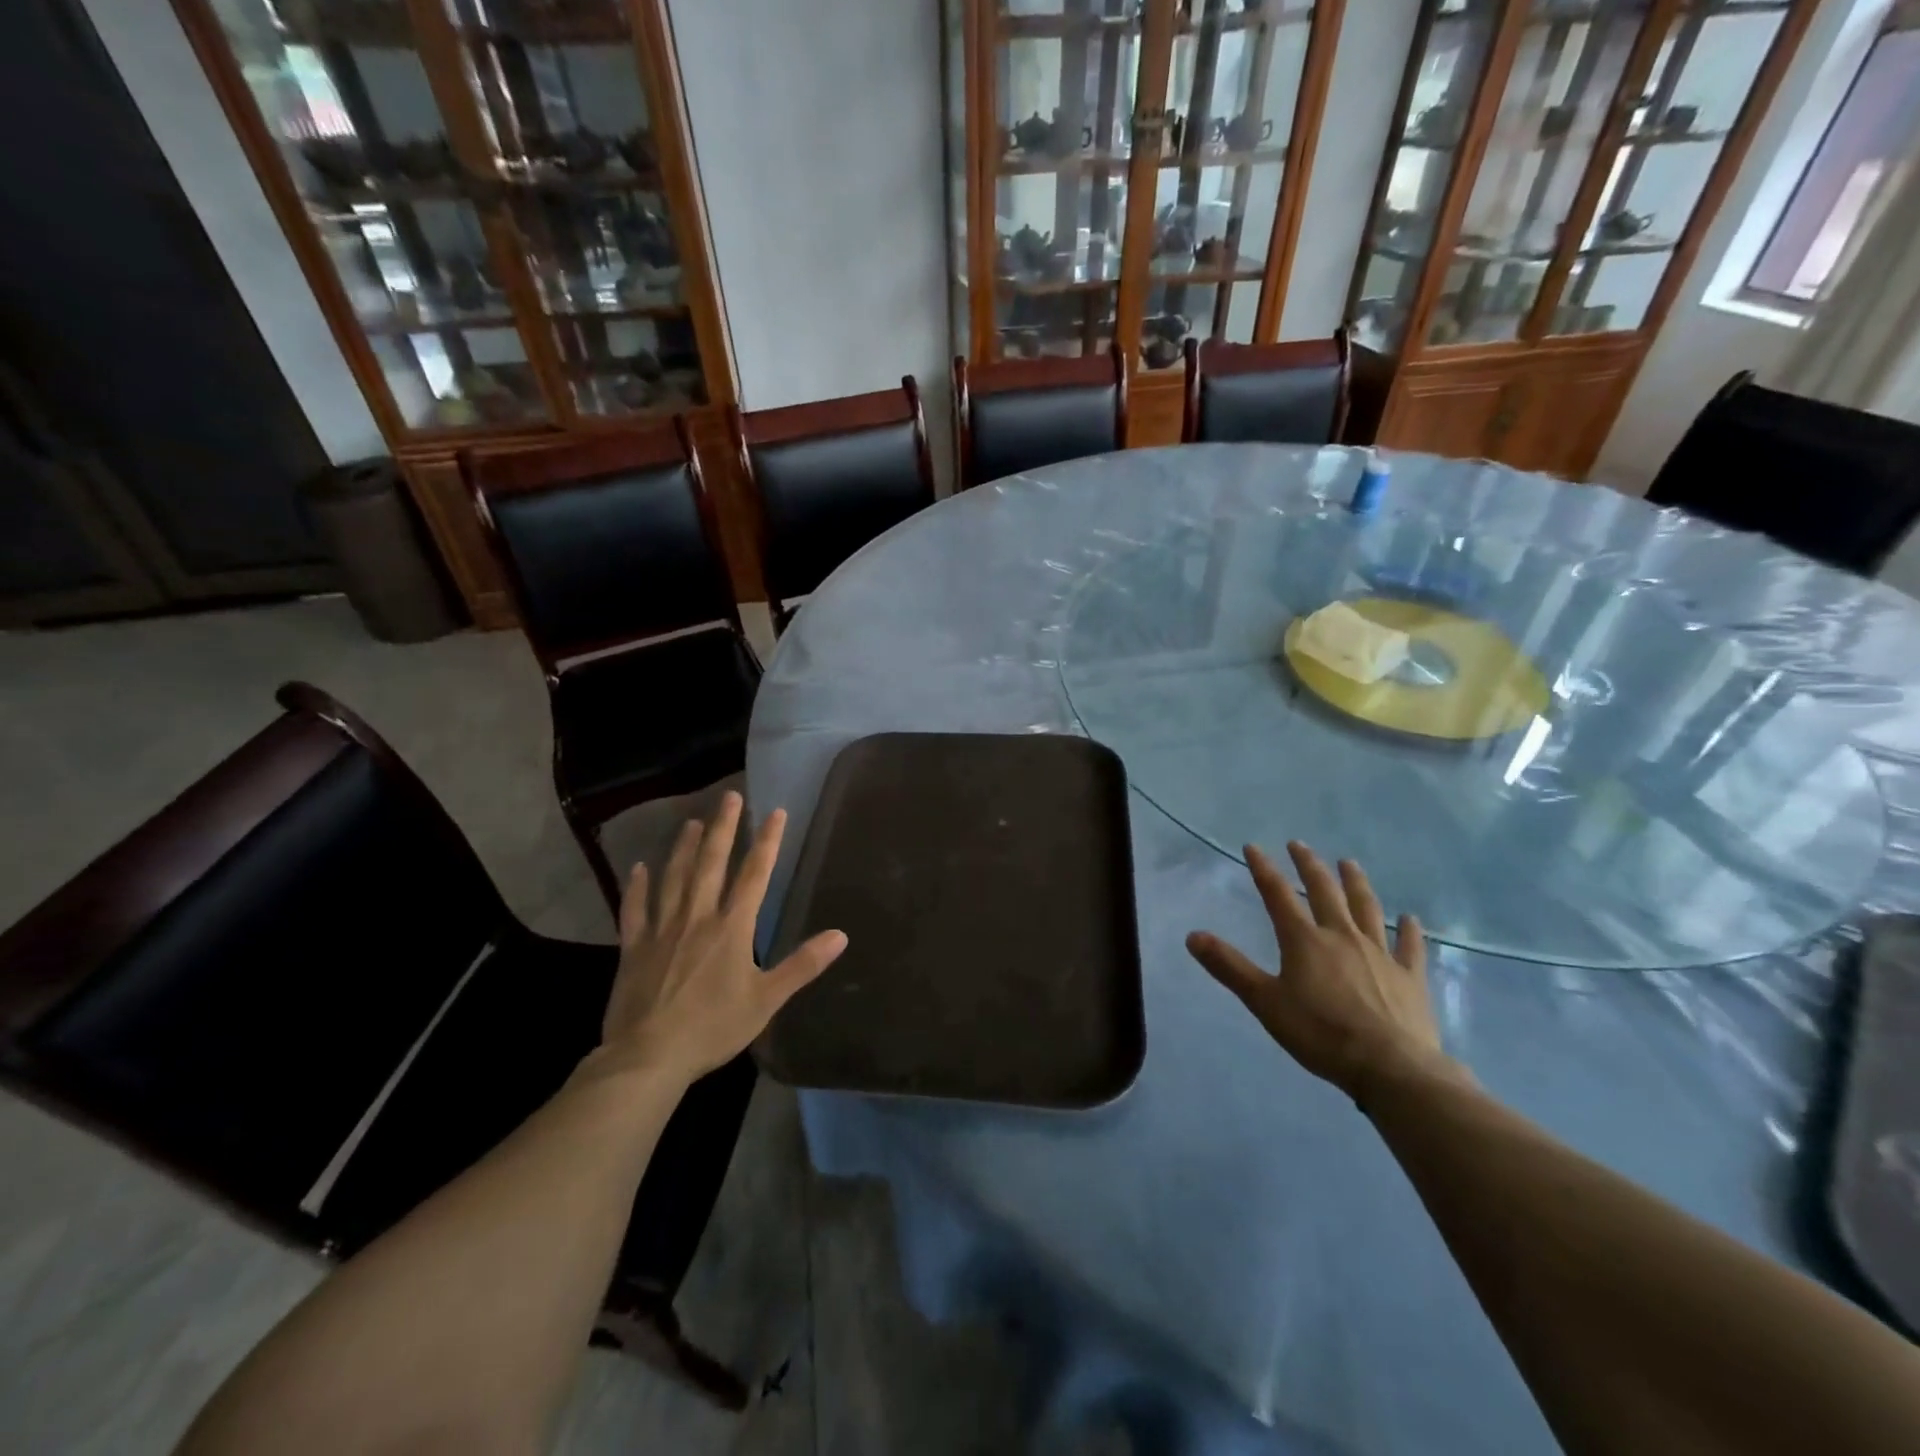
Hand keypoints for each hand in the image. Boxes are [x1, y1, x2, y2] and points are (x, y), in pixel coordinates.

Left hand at [593, 791, 846, 1086]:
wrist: (648, 1056)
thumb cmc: (713, 1027)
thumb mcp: (766, 1000)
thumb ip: (802, 965)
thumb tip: (840, 935)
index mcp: (732, 928)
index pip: (755, 875)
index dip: (768, 842)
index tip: (776, 812)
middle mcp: (697, 918)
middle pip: (712, 864)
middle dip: (725, 828)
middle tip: (730, 796)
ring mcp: (662, 930)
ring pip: (674, 878)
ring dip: (684, 848)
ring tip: (693, 822)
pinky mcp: (633, 948)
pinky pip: (634, 910)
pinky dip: (637, 887)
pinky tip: (638, 868)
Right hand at [1186, 841, 1453, 1101]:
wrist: (1390, 1066)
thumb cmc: (1320, 1033)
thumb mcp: (1264, 1002)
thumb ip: (1229, 967)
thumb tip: (1192, 935)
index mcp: (1304, 940)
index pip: (1278, 894)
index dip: (1264, 869)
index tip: (1253, 846)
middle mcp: (1342, 936)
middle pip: (1324, 891)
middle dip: (1309, 865)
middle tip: (1299, 844)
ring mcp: (1380, 954)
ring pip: (1367, 908)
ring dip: (1356, 883)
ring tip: (1348, 863)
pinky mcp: (1410, 977)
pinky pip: (1410, 946)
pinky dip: (1410, 931)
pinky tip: (1411, 919)